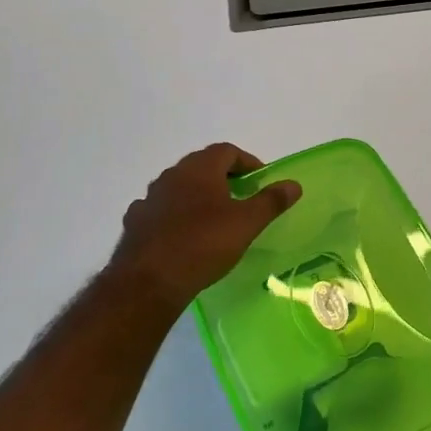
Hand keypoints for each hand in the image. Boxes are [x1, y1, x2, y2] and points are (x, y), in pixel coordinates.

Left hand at [109, 144, 300, 309]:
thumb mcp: (247, 223)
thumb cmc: (205, 244)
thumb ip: (271, 201)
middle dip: (223, 177)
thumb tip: (293, 184)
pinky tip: (182, 234)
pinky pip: (161, 209)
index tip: (259, 181)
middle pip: (201, 166)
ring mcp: (149, 198)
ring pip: (179, 187)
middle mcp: (171, 175)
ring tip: (214, 218)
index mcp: (199, 169)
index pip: (226, 151)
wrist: (151, 280)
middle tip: (241, 198)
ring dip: (197, 195)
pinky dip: (175, 214)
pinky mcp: (136, 221)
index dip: (247, 162)